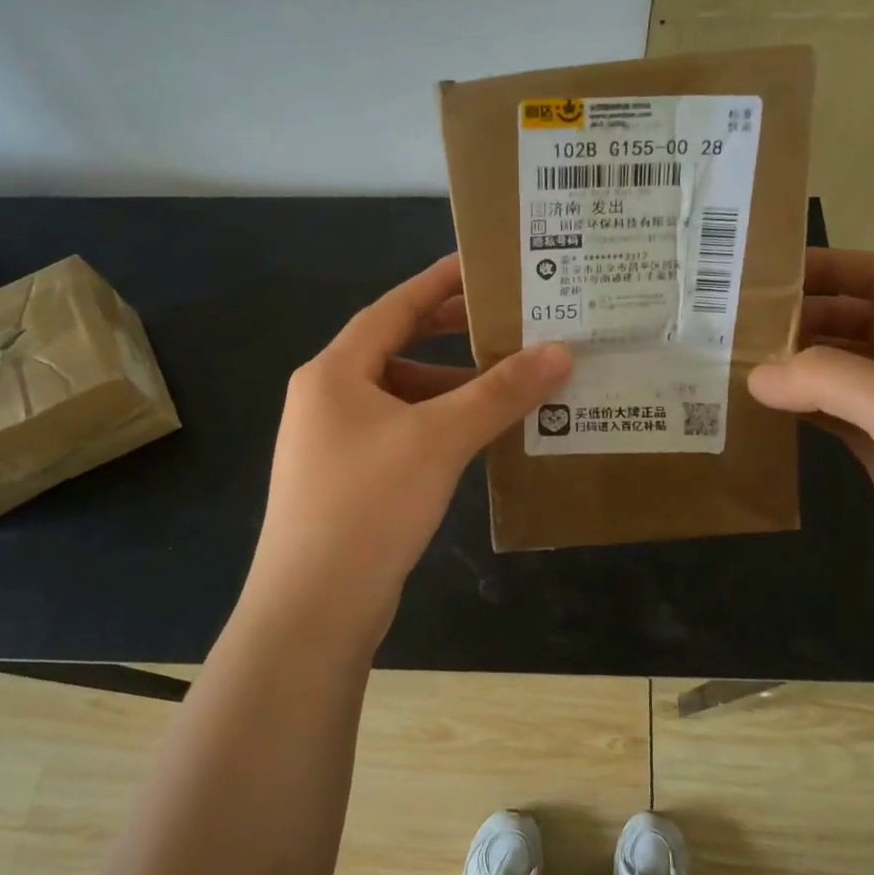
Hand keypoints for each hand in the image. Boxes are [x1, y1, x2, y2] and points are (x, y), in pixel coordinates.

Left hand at [245, 255, 570, 645]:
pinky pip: (399, 434)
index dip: (438, 282)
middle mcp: (327, 398)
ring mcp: (332, 442)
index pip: (393, 308)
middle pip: (395, 348)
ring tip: (504, 383)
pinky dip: (437, 426)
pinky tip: (475, 438)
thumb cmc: (368, 505)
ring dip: (448, 387)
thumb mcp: (439, 439)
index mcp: (334, 372)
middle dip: (447, 334)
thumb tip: (561, 352)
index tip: (481, 265)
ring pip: (400, 396)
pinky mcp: (346, 481)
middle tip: (501, 322)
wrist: (312, 609)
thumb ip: (499, 393)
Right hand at [748, 249, 873, 649]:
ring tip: (736, 367)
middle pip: (858, 324)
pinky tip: (765, 416)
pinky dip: (803, 413)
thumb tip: (755, 375)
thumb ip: (827, 378)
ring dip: (797, 368)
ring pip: (843, 376)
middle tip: (736, 327)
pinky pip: (838, 422)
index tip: (767, 274)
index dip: (832, 267)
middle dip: (803, 318)